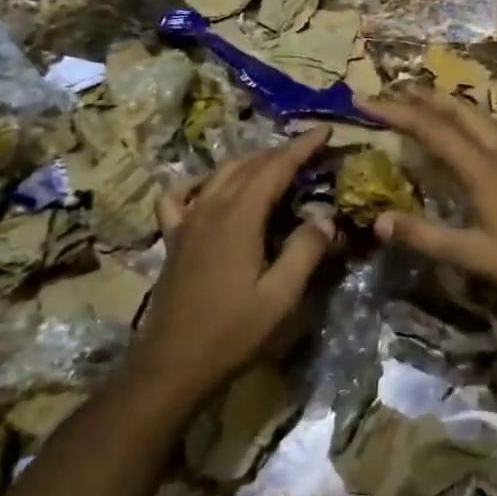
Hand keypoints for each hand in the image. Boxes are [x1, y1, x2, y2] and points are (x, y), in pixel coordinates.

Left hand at [134, 128, 337, 398]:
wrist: (172, 364)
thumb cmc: (232, 332)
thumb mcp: (280, 297)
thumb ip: (305, 251)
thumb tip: (324, 219)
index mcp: (239, 218)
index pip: (275, 168)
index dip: (301, 148)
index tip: (324, 131)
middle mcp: (210, 209)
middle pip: (248, 166)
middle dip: (280, 152)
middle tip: (309, 151)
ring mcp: (187, 222)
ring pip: (219, 175)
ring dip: (249, 163)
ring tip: (274, 164)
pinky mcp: (173, 239)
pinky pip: (180, 196)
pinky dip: (198, 183)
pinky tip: (209, 188)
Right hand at [363, 90, 496, 312]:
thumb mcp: (474, 256)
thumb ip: (426, 237)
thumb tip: (378, 221)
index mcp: (482, 169)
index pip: (431, 130)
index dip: (395, 112)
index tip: (364, 100)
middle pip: (457, 111)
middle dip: (422, 97)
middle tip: (391, 90)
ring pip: (478, 115)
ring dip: (447, 104)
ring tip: (425, 100)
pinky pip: (492, 127)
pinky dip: (468, 118)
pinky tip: (470, 130)